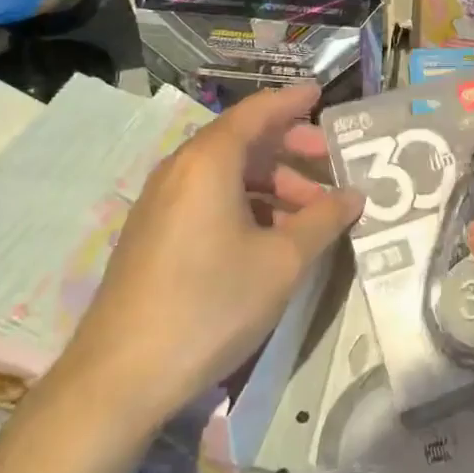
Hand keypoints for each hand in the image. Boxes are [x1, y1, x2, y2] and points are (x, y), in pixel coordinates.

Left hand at [54, 84, 361, 435]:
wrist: (119, 378)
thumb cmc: (211, 304)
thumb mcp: (282, 262)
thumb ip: (323, 220)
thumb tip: (354, 196)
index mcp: (209, 161)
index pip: (258, 111)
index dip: (292, 101)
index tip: (321, 94)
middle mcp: (180, 169)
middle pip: (242, 140)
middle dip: (290, 147)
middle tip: (329, 162)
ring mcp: (161, 202)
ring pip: (226, 173)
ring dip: (271, 182)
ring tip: (310, 210)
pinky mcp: (153, 234)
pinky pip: (207, 198)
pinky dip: (245, 202)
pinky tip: (271, 235)